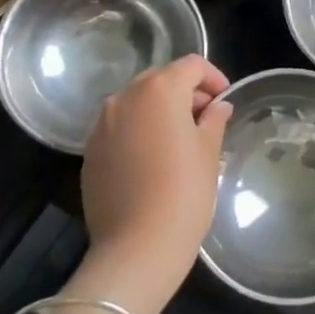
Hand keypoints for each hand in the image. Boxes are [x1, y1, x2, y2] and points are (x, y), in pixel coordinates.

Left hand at [78, 54, 232, 310]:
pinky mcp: (90, 151)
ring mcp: (102, 124)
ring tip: (179, 139)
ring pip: (136, 102)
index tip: (224, 99)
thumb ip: (214, 120)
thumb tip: (217, 107)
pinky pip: (119, 126)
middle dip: (185, 92)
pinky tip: (153, 158)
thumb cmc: (184, 193)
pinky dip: (138, 130)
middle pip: (160, 79)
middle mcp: (125, 97)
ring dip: (159, 110)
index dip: (213, 77)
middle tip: (206, 118)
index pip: (191, 65)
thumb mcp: (209, 153)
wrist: (136, 248)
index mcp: (159, 90)